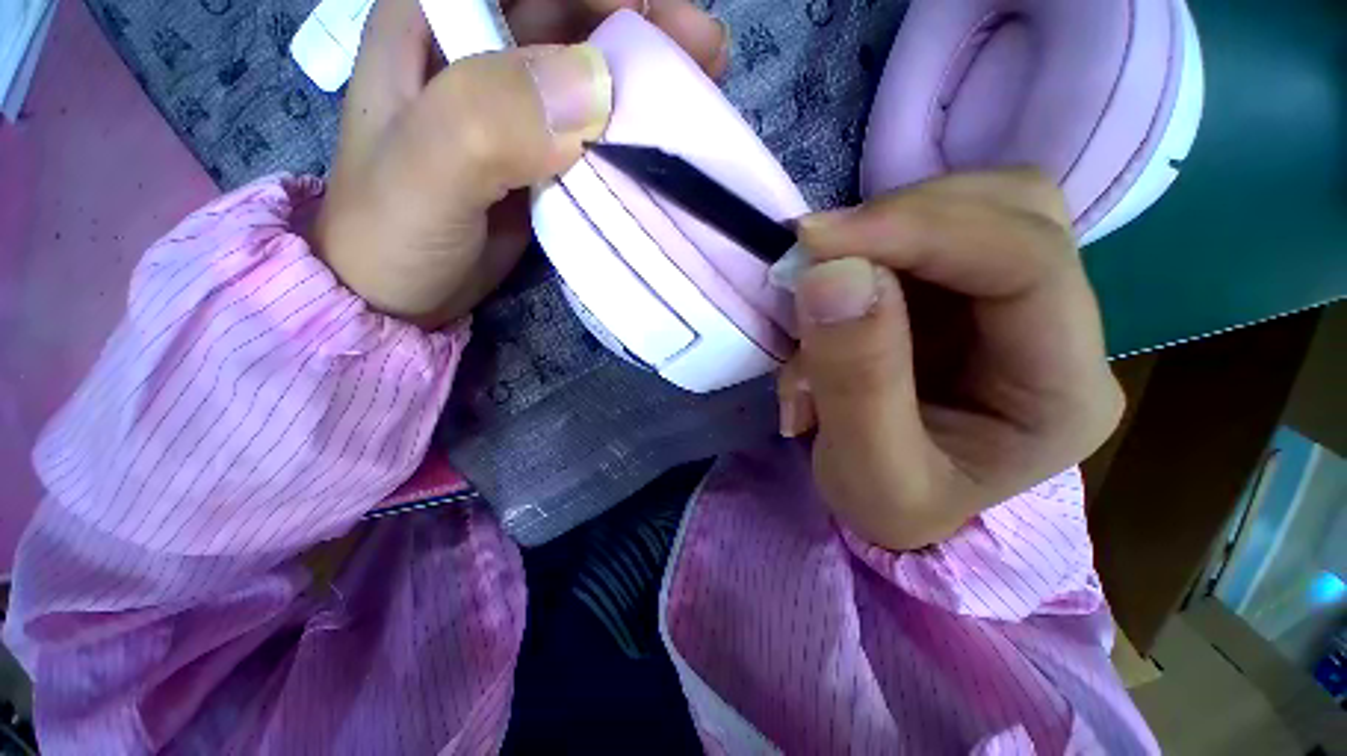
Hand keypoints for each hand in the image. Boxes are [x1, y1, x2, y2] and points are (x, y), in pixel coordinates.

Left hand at [312, 0, 728, 328]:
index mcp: (432, 17)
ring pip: (589, 67)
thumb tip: (593, 89)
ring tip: (700, 84)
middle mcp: (477, 47)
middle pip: (568, 9)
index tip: (650, 12)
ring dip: (645, 74)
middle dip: (640, 20)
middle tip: (704, 48)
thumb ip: (488, 123)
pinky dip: (629, 130)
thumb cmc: (392, 234)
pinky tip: (659, 139)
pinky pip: (592, 127)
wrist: (401, 293)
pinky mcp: (538, 153)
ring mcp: (513, 105)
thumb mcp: (423, 174)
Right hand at [777, 171, 1124, 550]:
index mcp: (1062, 391)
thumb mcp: (868, 471)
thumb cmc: (888, 503)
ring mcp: (1013, 301)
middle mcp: (1060, 330)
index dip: (921, 231)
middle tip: (814, 256)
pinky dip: (864, 252)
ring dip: (877, 237)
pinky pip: (920, 236)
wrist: (889, 502)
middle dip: (900, 221)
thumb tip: (831, 274)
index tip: (817, 242)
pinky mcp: (964, 292)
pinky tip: (832, 306)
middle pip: (1011, 211)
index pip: (1027, 263)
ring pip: (967, 209)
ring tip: (819, 295)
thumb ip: (854, 379)